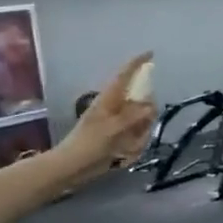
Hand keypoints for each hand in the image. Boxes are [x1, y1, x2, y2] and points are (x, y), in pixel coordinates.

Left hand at [60, 53, 156, 181]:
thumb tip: (151, 106)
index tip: (151, 54)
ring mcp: (115, 121)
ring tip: (128, 148)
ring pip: (141, 121)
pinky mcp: (116, 136)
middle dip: (146, 115)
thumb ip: (134, 116)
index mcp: (109, 99)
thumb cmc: (88, 145)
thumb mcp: (113, 129)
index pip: (124, 74)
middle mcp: (114, 106)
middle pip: (140, 100)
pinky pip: (136, 136)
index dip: (137, 63)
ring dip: (140, 134)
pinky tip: (124, 156)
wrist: (70, 168)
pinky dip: (134, 145)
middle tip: (141, 129)